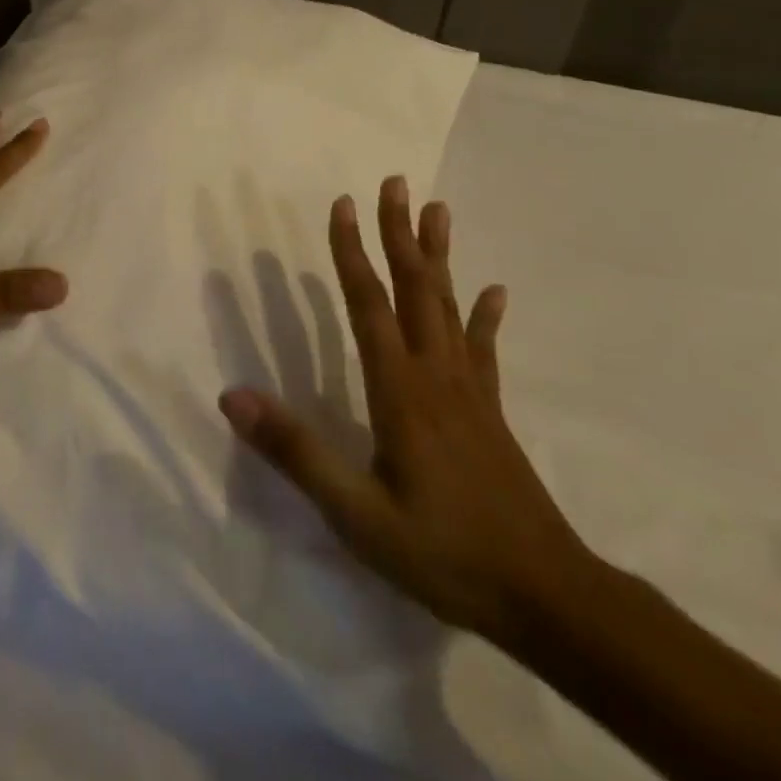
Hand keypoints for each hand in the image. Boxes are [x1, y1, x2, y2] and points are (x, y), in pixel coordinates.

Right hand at [219, 181, 589, 642]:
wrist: (547, 598)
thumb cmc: (444, 553)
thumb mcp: (357, 513)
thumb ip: (296, 451)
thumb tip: (233, 396)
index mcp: (399, 389)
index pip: (368, 304)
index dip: (351, 252)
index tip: (342, 204)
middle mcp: (435, 374)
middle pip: (414, 289)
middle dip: (399, 233)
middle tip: (395, 182)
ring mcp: (469, 391)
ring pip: (448, 306)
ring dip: (438, 256)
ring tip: (437, 210)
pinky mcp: (491, 411)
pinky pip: (484, 350)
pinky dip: (485, 317)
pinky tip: (494, 291)